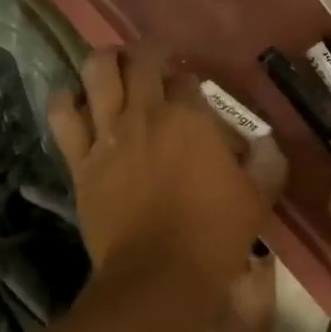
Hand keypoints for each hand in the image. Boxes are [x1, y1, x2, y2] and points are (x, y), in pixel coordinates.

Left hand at [48, 46, 283, 294]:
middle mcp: (146, 114)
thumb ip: (267, 162)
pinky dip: (65, 101)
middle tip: (153, 65)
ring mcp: (108, 134)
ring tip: (113, 67)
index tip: (193, 93)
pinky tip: (73, 99)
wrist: (160, 275)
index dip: (190, 82)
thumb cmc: (215, 233)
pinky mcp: (81, 161)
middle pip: (140, 62)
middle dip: (148, 56)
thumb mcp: (259, 196)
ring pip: (97, 73)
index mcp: (190, 117)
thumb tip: (265, 144)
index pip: (187, 79)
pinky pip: (63, 117)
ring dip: (106, 62)